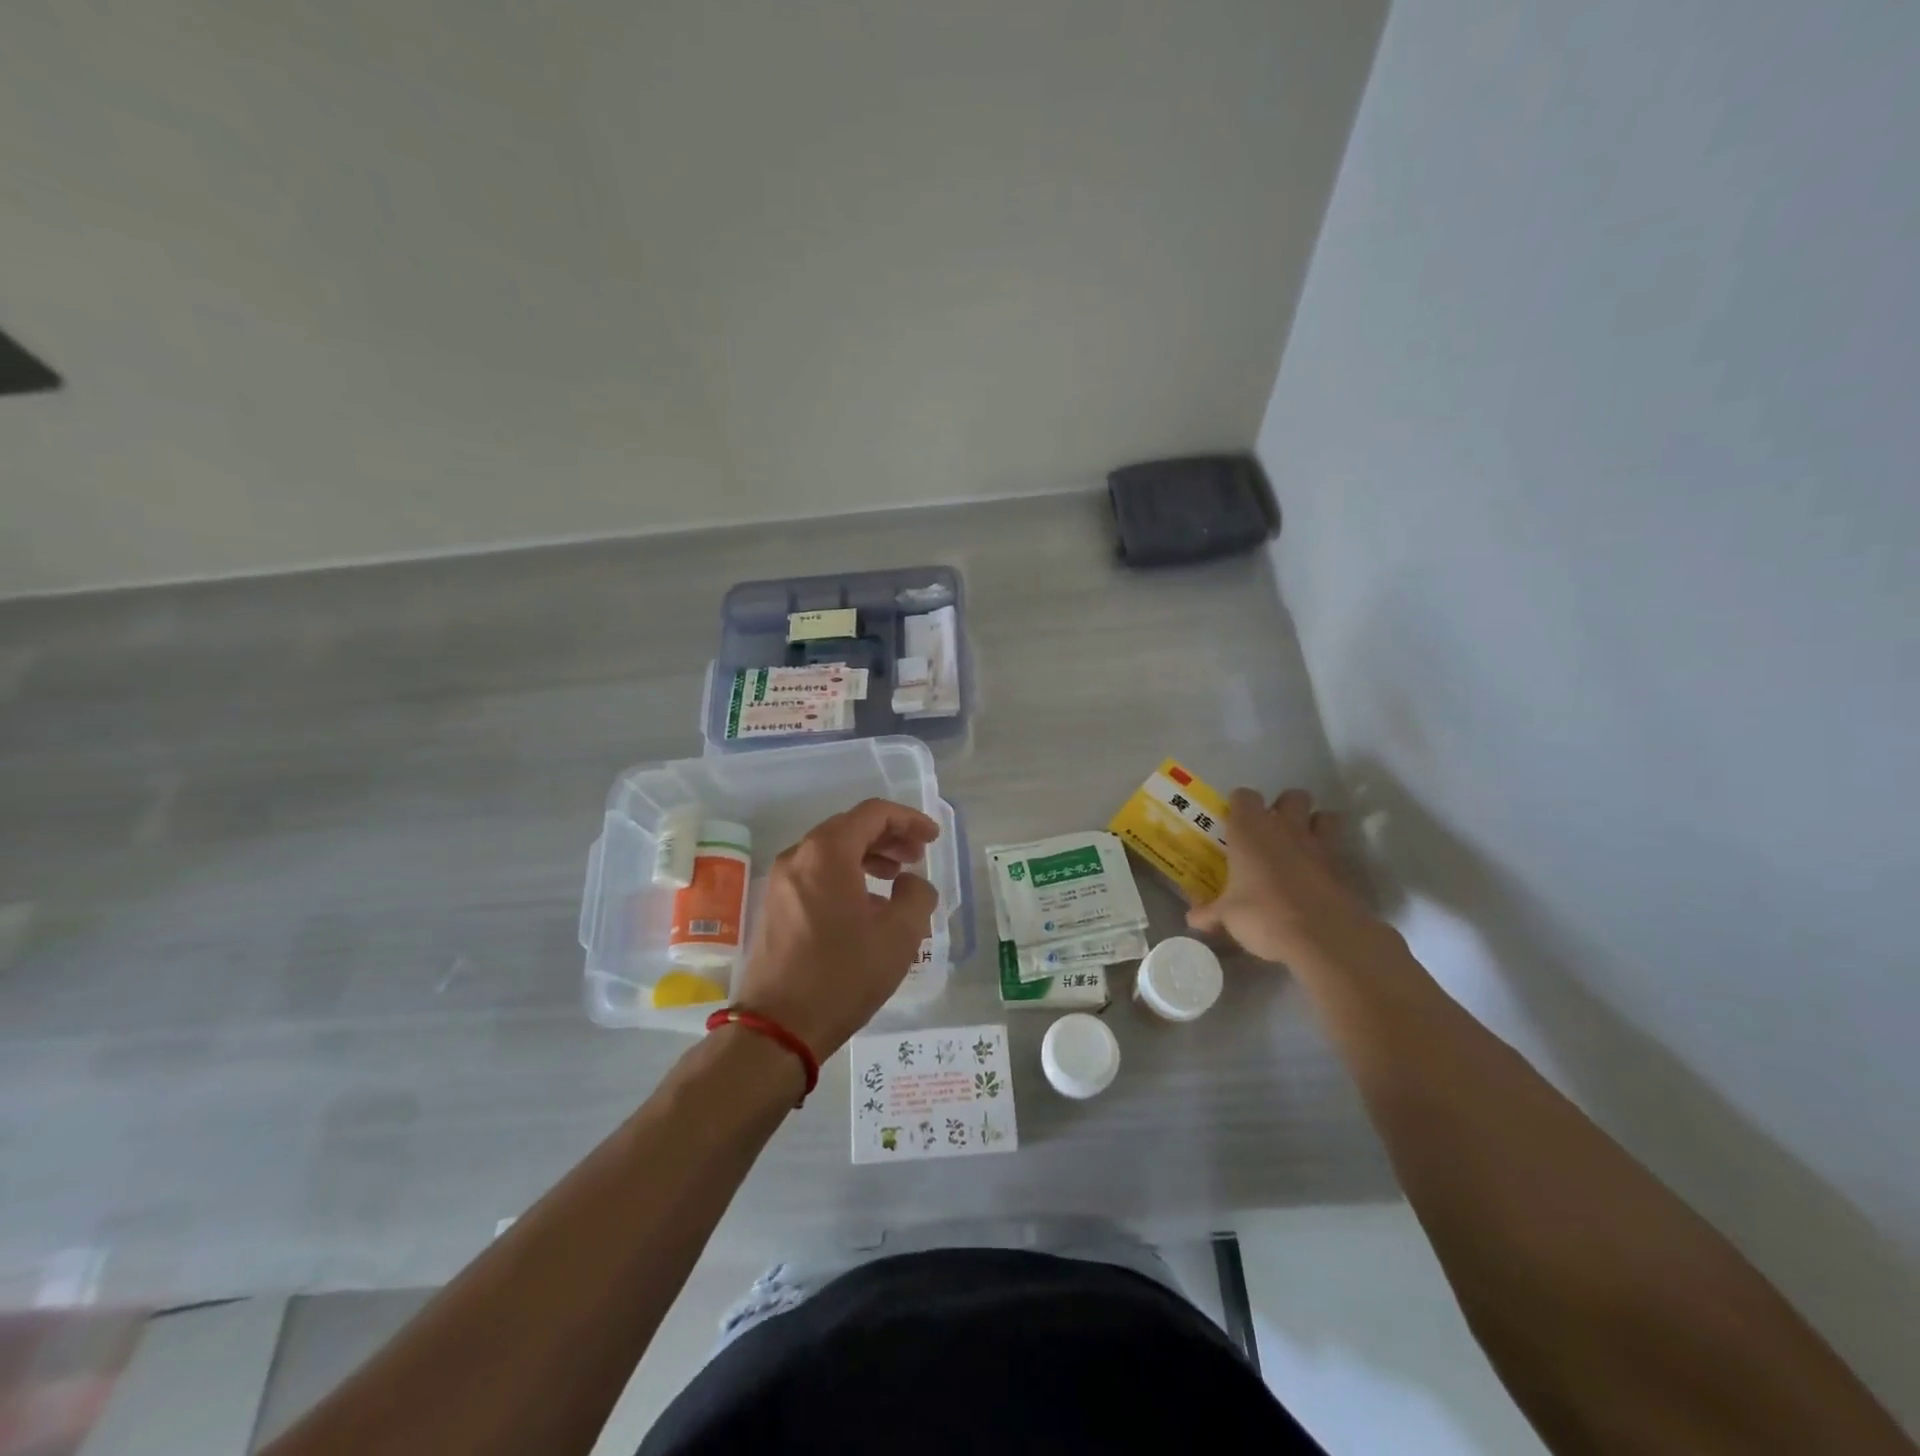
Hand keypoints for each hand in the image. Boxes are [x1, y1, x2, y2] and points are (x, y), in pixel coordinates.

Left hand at [732, 798, 940, 1059]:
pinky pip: (815, 875)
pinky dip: (844, 876)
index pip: (873, 814)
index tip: (932, 838)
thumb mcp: (899, 935)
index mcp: (827, 852)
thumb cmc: (843, 974)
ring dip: (867, 857)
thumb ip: (917, 895)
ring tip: (895, 879)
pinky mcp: (773, 907)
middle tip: (917, 857)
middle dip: (888, 837)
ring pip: (830, 852)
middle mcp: (797, 857)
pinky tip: (865, 906)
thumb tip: (910, 884)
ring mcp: (779, 882)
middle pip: (849, 828)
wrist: (778, 1027)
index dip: (908, 820)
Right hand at [1186, 788, 1386, 967]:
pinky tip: (1318, 877)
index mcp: (1250, 830)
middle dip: (1284, 808)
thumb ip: (1209, 913)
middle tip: (1271, 832)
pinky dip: (1330, 858)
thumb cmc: (1263, 914)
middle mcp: (1285, 828)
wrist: (1322, 937)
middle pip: (1292, 796)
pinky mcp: (1344, 867)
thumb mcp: (1227, 916)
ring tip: (1301, 846)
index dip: (1239, 805)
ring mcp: (1319, 845)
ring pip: (1324, 816)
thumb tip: (1192, 919)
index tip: (1233, 822)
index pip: (1244, 796)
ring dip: (1314, 825)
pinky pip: (1338, 851)